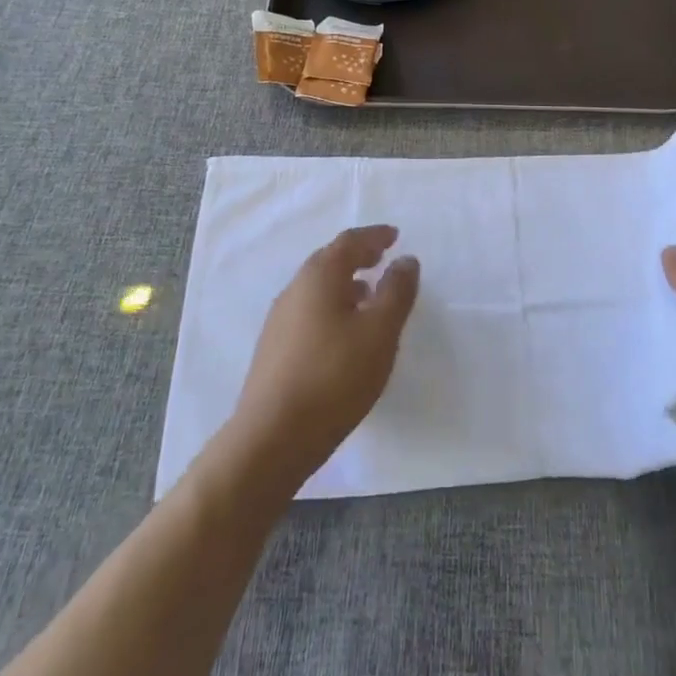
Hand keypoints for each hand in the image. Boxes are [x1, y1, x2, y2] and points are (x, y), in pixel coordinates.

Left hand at [230, 225, 419, 485]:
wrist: (271, 439)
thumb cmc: (334, 377)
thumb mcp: (379, 332)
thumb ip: (396, 292)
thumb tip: (405, 261)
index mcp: (320, 277)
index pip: (349, 242)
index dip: (374, 236)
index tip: (395, 236)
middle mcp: (295, 289)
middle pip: (329, 261)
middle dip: (357, 257)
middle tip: (381, 259)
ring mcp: (279, 321)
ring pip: (317, 289)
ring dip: (344, 284)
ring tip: (368, 297)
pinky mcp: (273, 350)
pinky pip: (309, 312)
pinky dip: (331, 308)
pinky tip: (343, 334)